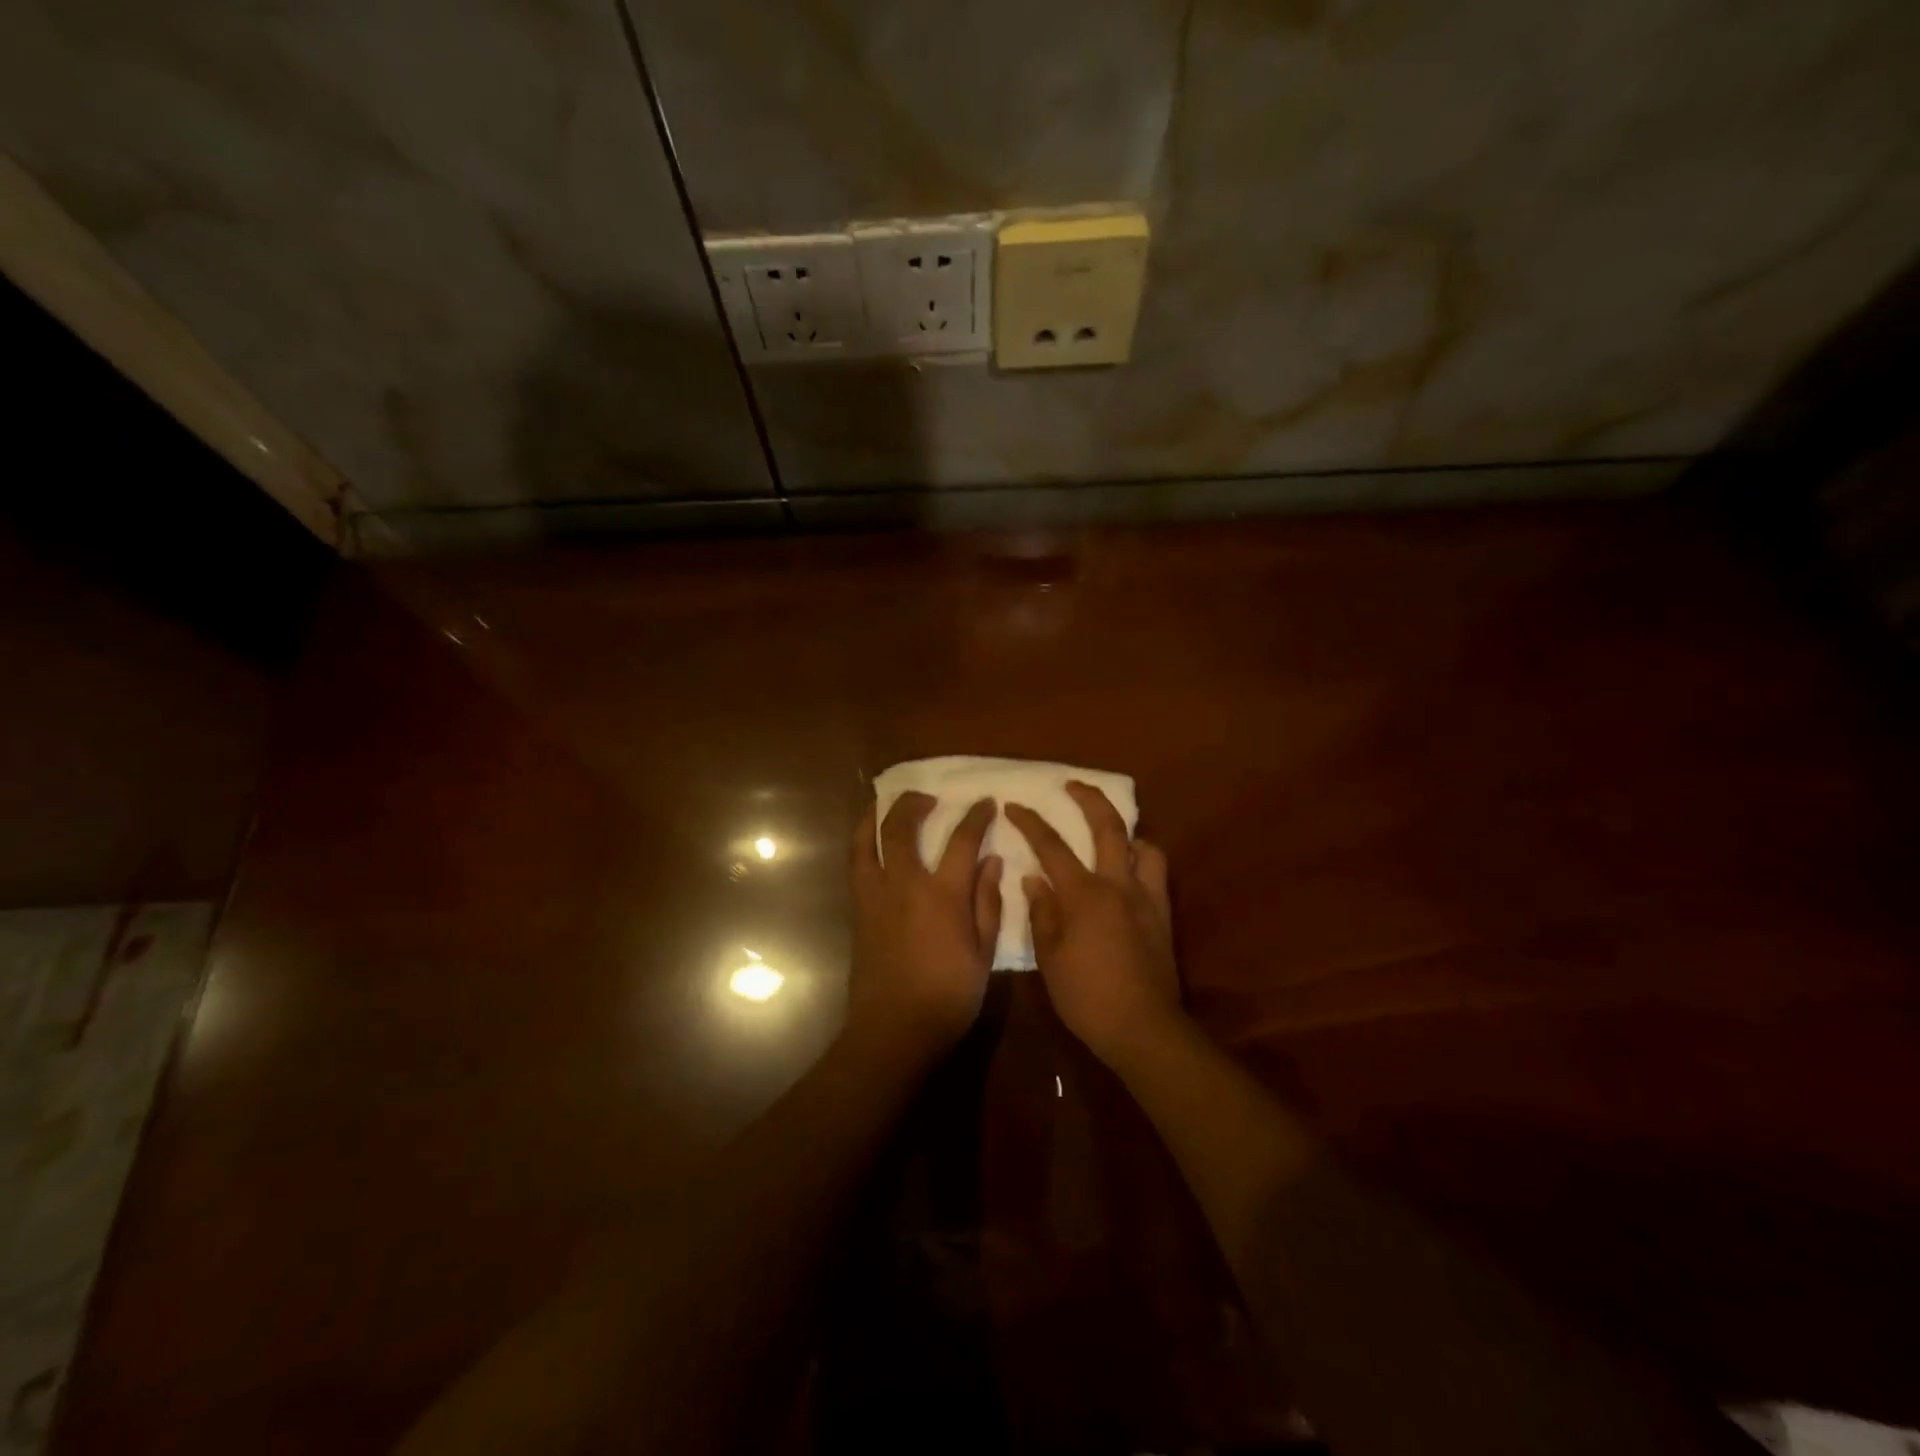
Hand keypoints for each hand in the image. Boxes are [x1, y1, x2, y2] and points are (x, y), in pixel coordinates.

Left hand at [848, 792, 1002, 1055]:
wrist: (893, 1029)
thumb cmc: (948, 996)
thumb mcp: (983, 954)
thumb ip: (987, 903)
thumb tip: (992, 862)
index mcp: (943, 895)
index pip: (963, 841)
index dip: (976, 817)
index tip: (985, 803)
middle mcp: (905, 884)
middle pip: (902, 827)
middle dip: (915, 803)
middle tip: (928, 797)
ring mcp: (875, 894)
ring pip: (868, 839)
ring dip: (877, 814)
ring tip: (886, 802)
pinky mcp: (858, 909)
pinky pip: (856, 863)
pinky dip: (861, 841)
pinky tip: (869, 838)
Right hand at [1006, 782, 1179, 1068]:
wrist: (1142, 1027)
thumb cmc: (1086, 996)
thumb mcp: (1049, 958)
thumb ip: (1042, 913)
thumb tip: (1033, 880)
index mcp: (1084, 894)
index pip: (1051, 846)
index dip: (1030, 822)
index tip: (1014, 805)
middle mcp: (1118, 884)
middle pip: (1108, 827)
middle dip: (1089, 798)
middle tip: (1073, 784)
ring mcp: (1146, 897)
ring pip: (1144, 846)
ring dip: (1127, 833)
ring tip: (1112, 836)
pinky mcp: (1163, 914)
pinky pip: (1156, 873)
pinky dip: (1142, 860)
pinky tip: (1129, 873)